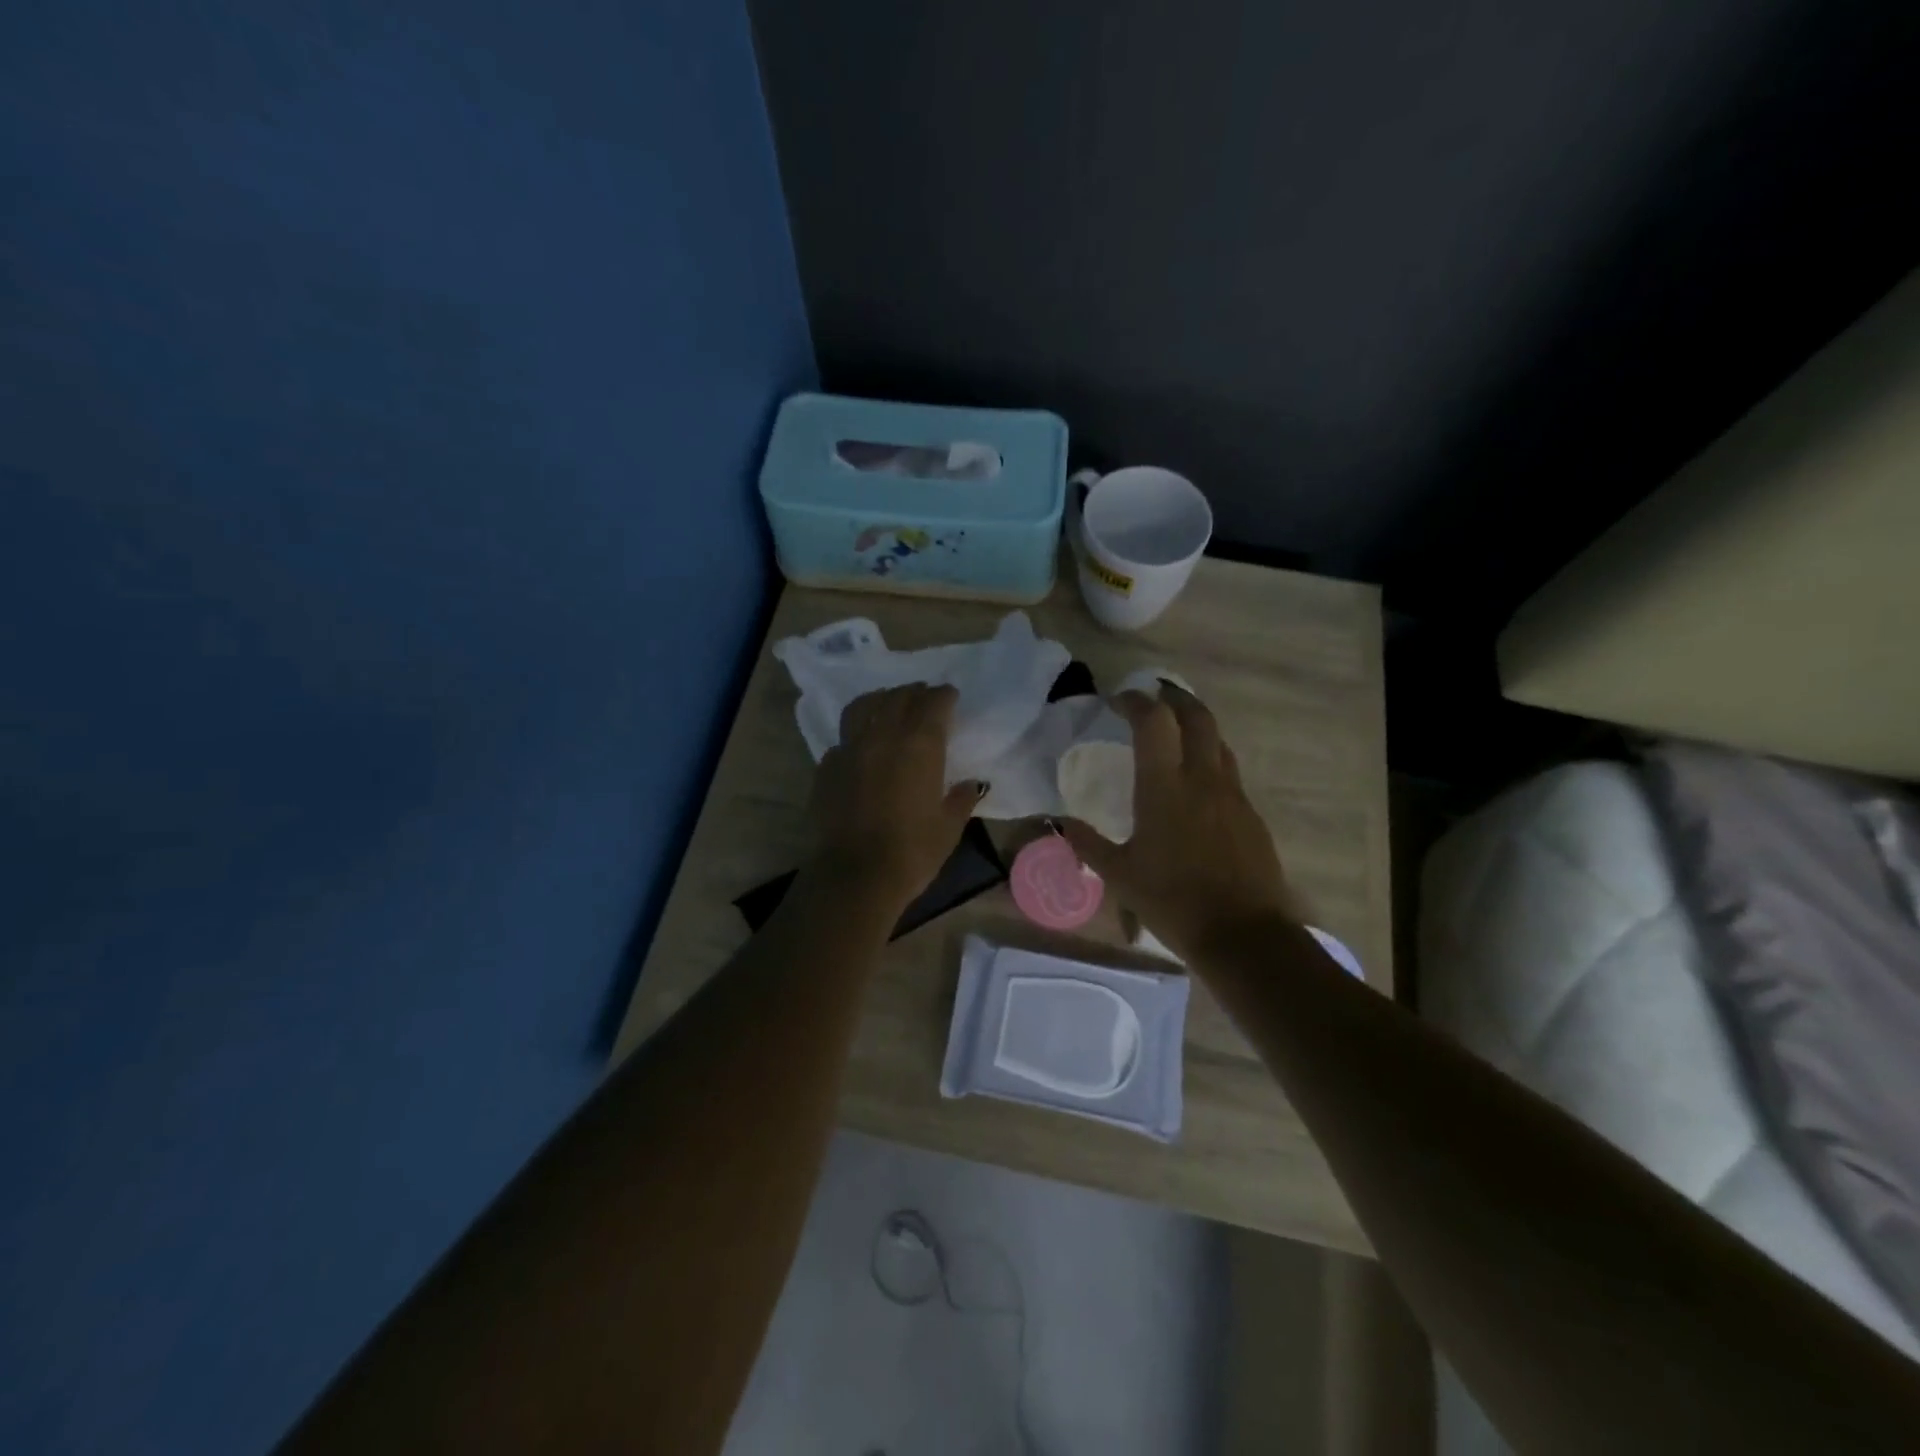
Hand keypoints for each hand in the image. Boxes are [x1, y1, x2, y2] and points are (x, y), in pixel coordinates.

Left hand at [808, 683, 983, 912]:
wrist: (856, 876)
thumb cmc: (913, 852)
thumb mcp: (949, 827)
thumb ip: (961, 798)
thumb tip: (971, 784)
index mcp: (920, 745)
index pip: (934, 703)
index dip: (944, 696)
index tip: (951, 697)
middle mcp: (883, 736)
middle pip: (899, 697)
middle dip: (915, 693)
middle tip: (924, 698)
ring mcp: (850, 748)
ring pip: (864, 706)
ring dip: (881, 699)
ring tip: (889, 705)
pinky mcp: (827, 766)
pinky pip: (843, 737)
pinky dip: (857, 733)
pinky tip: (862, 746)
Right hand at [1060, 683, 1298, 961]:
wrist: (1243, 935)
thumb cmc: (1173, 902)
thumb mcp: (1119, 876)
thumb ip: (1087, 843)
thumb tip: (1060, 822)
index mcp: (1165, 787)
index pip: (1154, 721)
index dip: (1135, 702)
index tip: (1117, 701)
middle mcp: (1203, 778)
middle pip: (1196, 716)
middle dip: (1174, 697)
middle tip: (1153, 695)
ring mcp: (1233, 794)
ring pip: (1218, 740)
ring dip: (1196, 724)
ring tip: (1175, 731)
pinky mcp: (1250, 814)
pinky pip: (1228, 770)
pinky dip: (1210, 758)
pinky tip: (1196, 782)